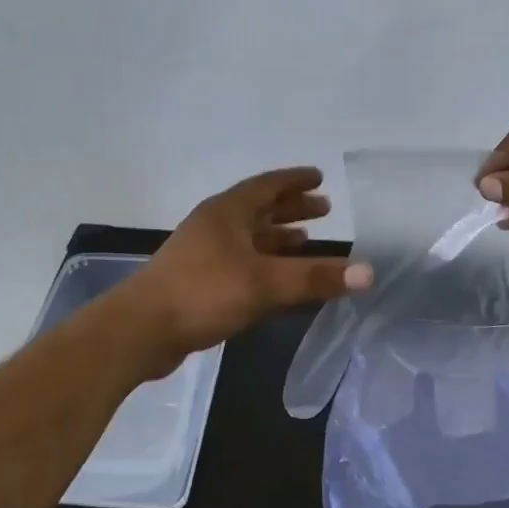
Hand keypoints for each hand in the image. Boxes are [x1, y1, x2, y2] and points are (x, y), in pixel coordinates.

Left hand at [114, 168, 371, 375]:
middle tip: (324, 208)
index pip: (267, 185)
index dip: (295, 181)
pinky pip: (240, 260)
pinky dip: (263, 262)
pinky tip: (275, 278)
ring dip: (277, 235)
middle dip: (291, 208)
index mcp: (227, 212)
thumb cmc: (203, 293)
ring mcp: (202, 252)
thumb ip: (315, 277)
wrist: (141, 330)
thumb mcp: (265, 283)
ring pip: (248, 236)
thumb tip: (368, 272)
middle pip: (258, 208)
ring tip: (306, 240)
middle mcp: (214, 225)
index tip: (320, 178)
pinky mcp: (197, 279)